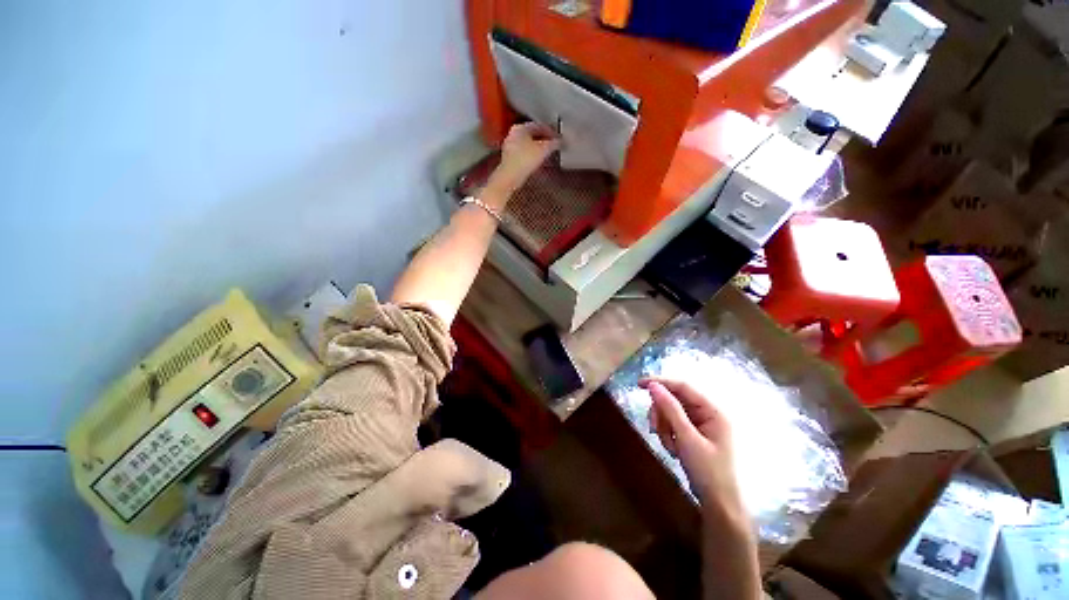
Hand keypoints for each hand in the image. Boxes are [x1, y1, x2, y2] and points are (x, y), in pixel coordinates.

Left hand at [483, 122, 559, 209]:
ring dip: (538, 148)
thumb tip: (561, 141)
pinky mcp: (509, 159)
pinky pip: (524, 153)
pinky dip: (532, 155)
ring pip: (528, 144)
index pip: (539, 125)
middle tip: (555, 145)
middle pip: (532, 135)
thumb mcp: (544, 150)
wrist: (510, 177)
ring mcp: (509, 146)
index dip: (551, 131)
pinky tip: (538, 161)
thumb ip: (554, 143)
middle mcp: (513, 134)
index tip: (560, 138)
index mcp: (520, 127)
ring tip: (548, 154)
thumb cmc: (526, 160)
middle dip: (544, 140)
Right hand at [641, 378, 747, 528]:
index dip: (660, 383)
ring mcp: (701, 424)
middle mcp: (707, 413)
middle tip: (654, 429)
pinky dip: (667, 434)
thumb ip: (670, 409)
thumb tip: (653, 385)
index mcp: (713, 411)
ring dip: (663, 426)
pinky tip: (672, 449)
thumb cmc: (708, 471)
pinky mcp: (693, 434)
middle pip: (674, 400)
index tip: (639, 385)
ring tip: (668, 446)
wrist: (718, 505)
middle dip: (661, 413)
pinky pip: (673, 424)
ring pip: (671, 412)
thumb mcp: (687, 438)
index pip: (683, 386)